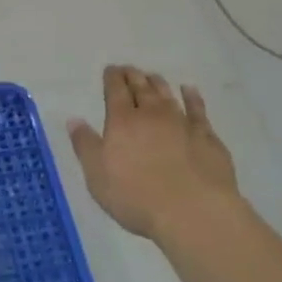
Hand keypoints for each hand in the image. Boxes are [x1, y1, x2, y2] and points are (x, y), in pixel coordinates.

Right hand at [68, 66, 240, 243]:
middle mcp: (152, 114)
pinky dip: (192, 97)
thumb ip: (85, 145)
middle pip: (141, 88)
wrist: (193, 212)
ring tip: (152, 76)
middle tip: (128, 69)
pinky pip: (198, 109)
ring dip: (158, 83)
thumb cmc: (136, 196)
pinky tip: (189, 91)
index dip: (112, 78)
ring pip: (167, 95)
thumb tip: (74, 120)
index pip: (115, 91)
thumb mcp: (97, 175)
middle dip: (132, 76)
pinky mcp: (207, 137)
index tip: (110, 69)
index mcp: (122, 121)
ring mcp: (182, 123)